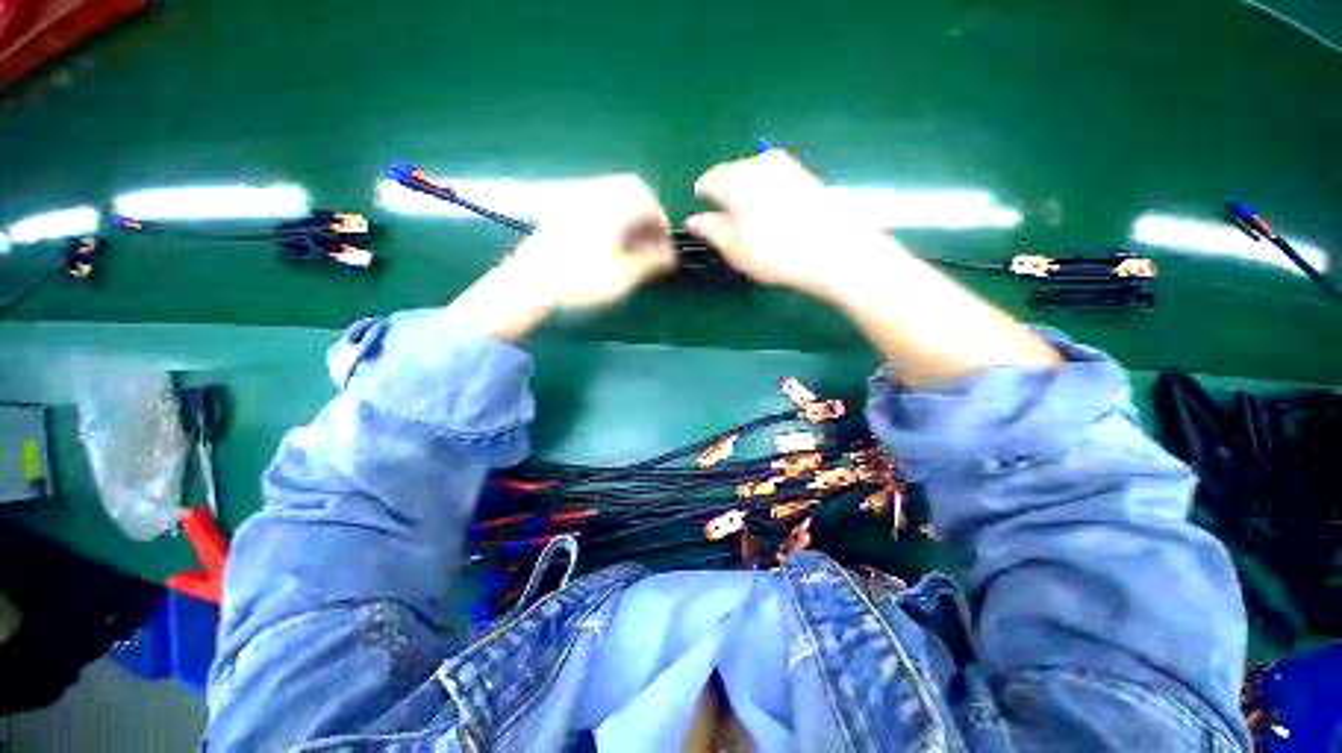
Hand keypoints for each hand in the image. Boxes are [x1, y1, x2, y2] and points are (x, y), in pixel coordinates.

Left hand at [445, 174, 675, 340]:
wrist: (529, 285)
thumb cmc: (580, 282)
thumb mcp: (623, 277)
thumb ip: (651, 263)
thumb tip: (671, 256)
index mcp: (612, 206)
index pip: (648, 202)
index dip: (662, 224)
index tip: (666, 247)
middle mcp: (594, 194)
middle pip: (631, 188)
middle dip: (647, 212)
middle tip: (652, 239)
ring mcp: (575, 200)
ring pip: (612, 192)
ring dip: (630, 212)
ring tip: (634, 242)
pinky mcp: (563, 211)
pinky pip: (596, 201)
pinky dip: (612, 213)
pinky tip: (610, 239)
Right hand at [686, 150, 880, 298]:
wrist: (831, 250)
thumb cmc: (774, 252)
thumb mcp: (734, 247)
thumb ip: (710, 229)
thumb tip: (693, 220)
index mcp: (736, 178)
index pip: (710, 180)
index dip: (704, 197)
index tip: (705, 214)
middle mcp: (760, 162)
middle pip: (734, 174)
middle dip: (728, 194)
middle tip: (730, 223)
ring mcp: (786, 165)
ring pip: (756, 175)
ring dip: (749, 194)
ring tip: (753, 222)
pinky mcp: (806, 175)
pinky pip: (776, 180)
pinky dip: (769, 194)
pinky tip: (776, 216)